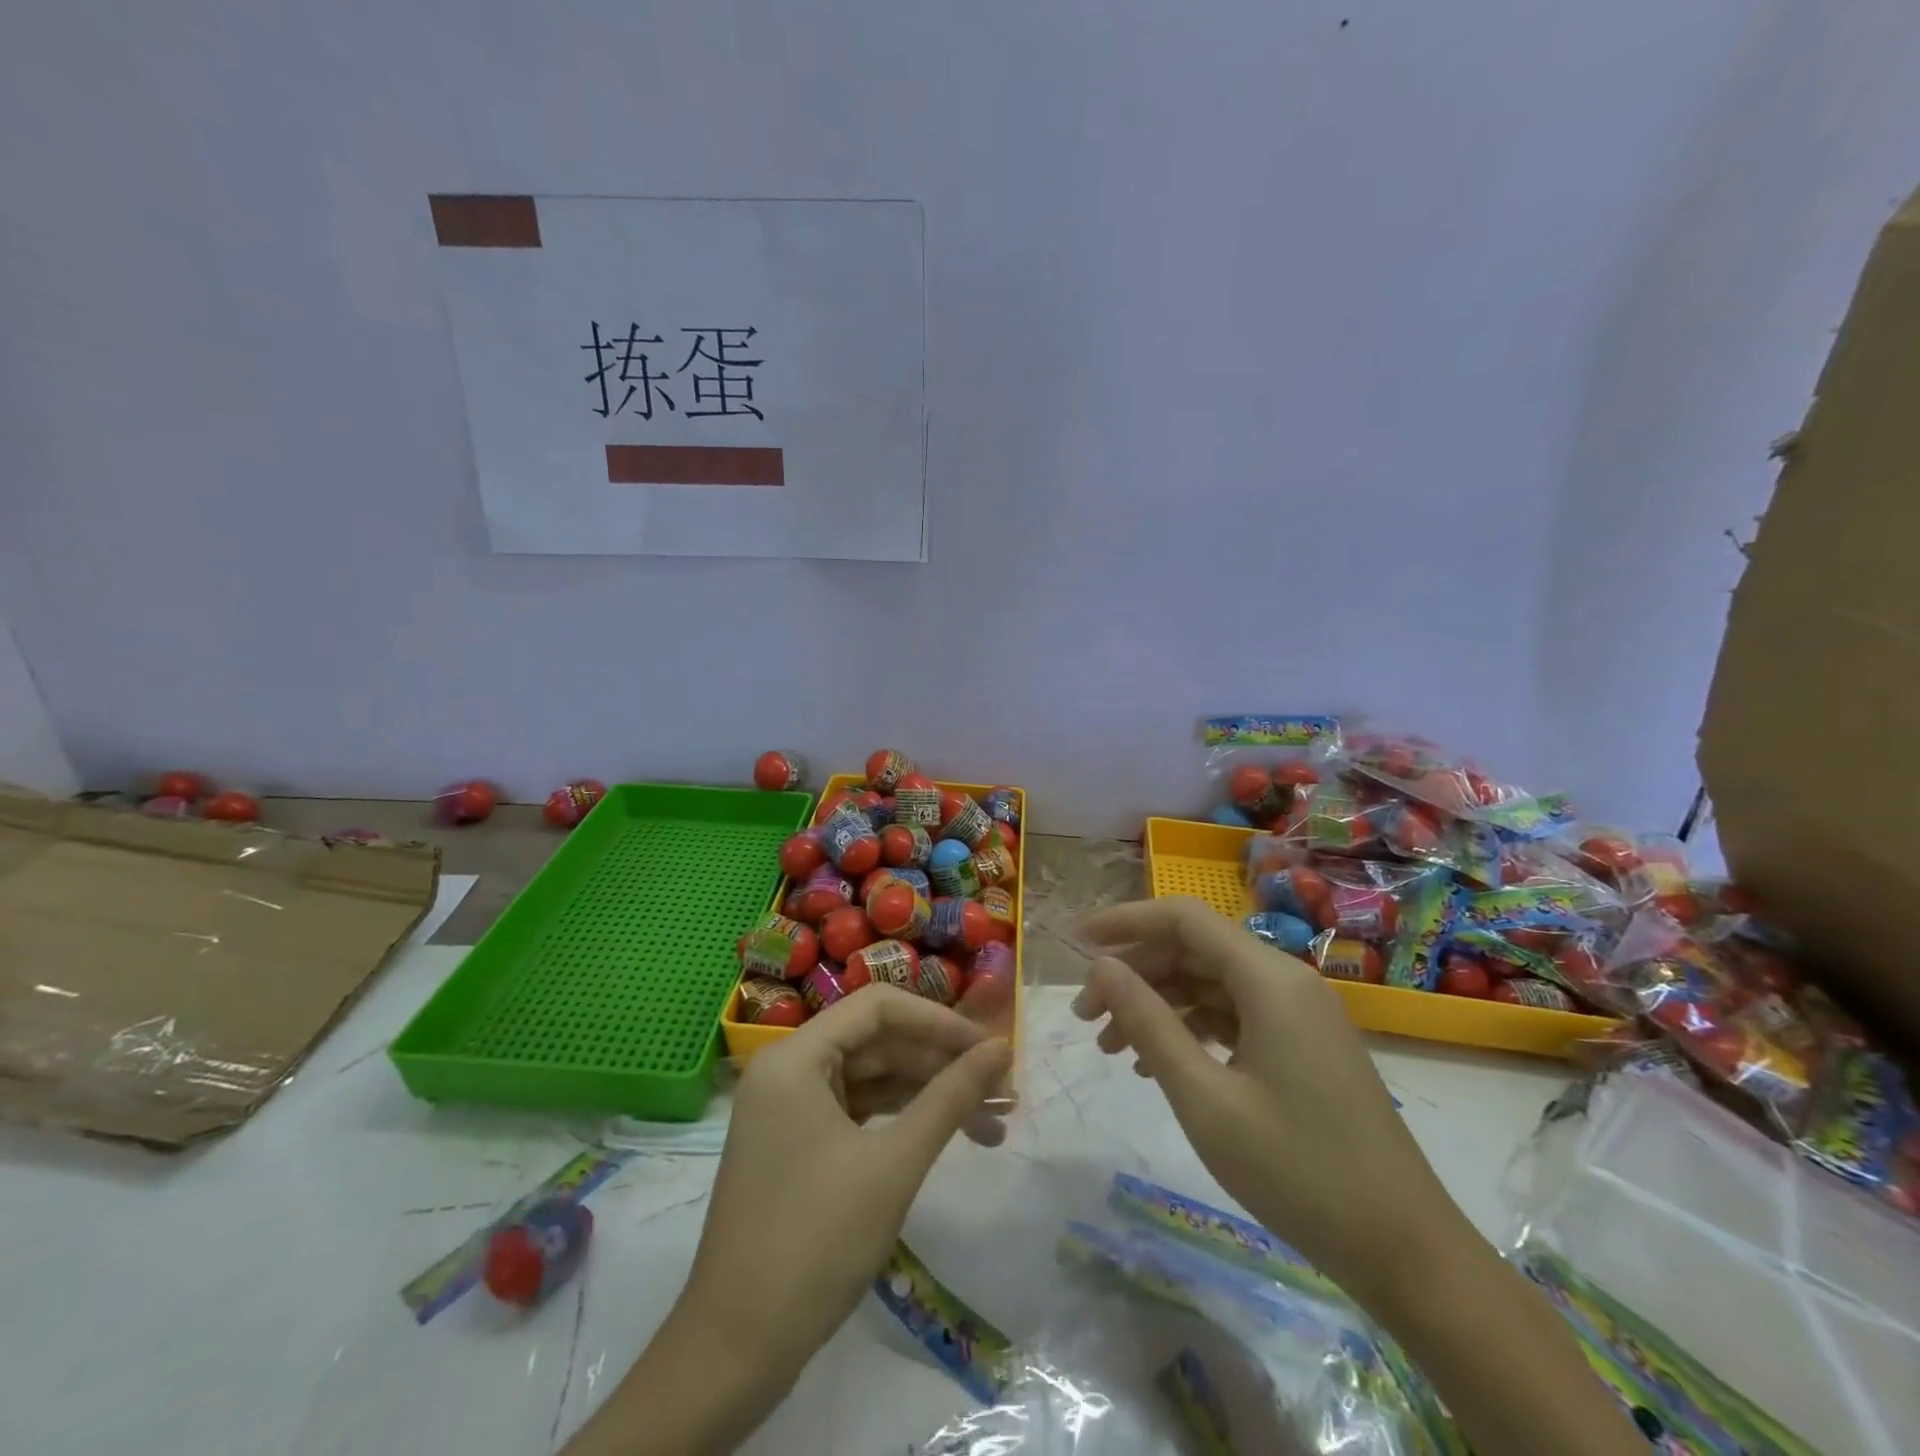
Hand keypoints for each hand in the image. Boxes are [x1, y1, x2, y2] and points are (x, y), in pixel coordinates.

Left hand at [570, 986, 1011, 1455]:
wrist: (735, 1351)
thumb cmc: (815, 1243)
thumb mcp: (894, 1165)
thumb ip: (950, 1098)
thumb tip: (1002, 1049)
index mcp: (795, 1057)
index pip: (877, 1007)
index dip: (938, 1020)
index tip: (989, 1048)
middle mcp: (788, 1070)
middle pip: (876, 1041)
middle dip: (940, 1064)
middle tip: (1001, 1090)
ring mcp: (789, 1109)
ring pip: (871, 1079)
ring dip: (927, 1094)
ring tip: (990, 1121)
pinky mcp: (797, 1144)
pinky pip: (857, 1111)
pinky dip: (900, 1120)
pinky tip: (944, 1134)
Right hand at [1074, 896, 1468, 1305]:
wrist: (1406, 1252)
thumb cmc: (1298, 1172)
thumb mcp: (1206, 1099)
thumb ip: (1149, 1023)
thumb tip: (1101, 967)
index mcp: (1269, 979)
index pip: (1183, 918)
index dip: (1125, 921)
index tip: (1075, 942)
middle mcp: (1285, 981)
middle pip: (1193, 949)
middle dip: (1134, 973)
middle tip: (1083, 1014)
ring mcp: (1298, 1014)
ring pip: (1210, 983)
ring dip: (1157, 1004)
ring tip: (1109, 1045)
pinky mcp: (1302, 1045)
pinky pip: (1233, 1016)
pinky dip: (1189, 1029)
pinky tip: (1156, 1064)